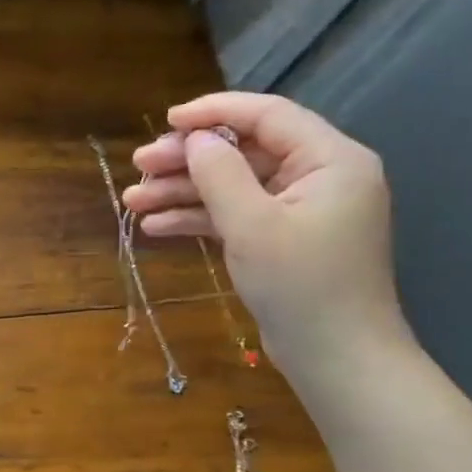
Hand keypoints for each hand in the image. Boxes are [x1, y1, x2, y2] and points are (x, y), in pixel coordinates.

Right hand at [121, 92, 412, 372]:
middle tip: (139, 167)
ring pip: (234, 185)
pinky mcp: (284, 239)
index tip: (167, 121)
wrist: (337, 359)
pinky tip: (157, 226)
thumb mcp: (252, 225)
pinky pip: (238, 215)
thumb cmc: (301, 285)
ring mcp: (301, 210)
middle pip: (244, 151)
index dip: (214, 112)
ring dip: (184, 192)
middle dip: (189, 159)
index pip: (267, 115)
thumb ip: (220, 174)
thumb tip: (195, 139)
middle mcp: (319, 176)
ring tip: (134, 200)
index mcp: (330, 159)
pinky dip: (200, 218)